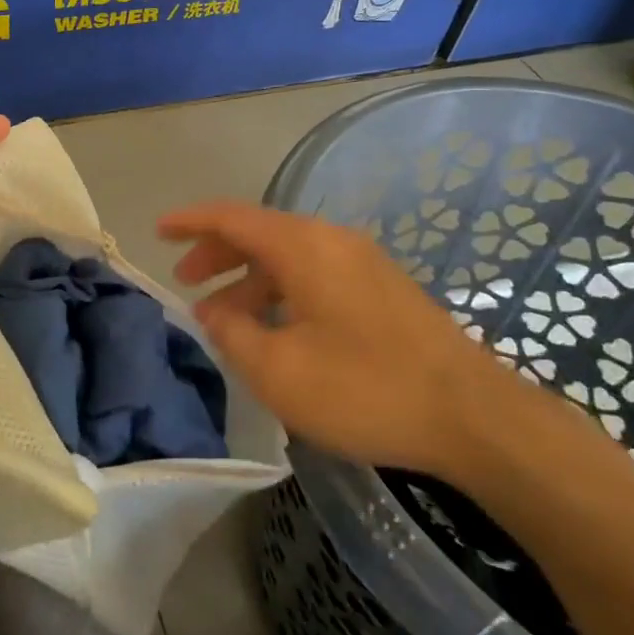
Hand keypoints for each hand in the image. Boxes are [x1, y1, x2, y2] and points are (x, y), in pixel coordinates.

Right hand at [160, 201, 508, 476]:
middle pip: (260, 233)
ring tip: (224, 316)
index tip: (159, 231)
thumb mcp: (279, 370)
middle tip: (186, 281)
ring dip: (250, 279)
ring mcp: (363, 263)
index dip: (191, 221)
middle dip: (217, 253)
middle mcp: (332, 241)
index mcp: (304, 247)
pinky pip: (315, 274)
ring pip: (289, 257)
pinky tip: (275, 327)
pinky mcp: (382, 289)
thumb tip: (213, 311)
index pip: (233, 217)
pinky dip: (281, 290)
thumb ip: (233, 333)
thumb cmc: (365, 388)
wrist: (474, 416)